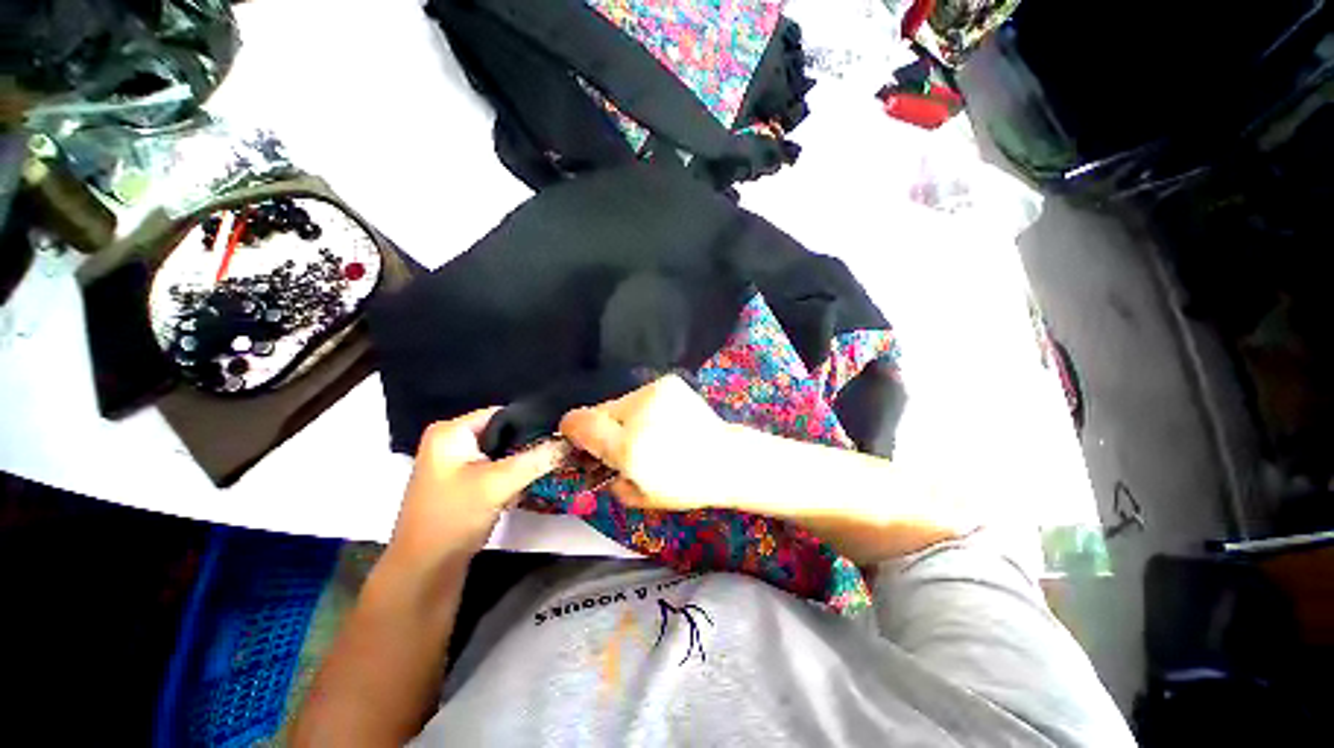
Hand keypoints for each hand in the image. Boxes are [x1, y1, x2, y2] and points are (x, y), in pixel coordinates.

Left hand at [388, 408, 567, 569]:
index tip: (562, 434)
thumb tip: (571, 441)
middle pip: (503, 432)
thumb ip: (537, 459)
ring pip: (502, 452)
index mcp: (451, 431)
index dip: (533, 422)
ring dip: (522, 462)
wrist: (425, 570)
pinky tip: (527, 485)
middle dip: (530, 445)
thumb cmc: (454, 517)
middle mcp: (451, 441)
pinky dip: (511, 475)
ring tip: (550, 466)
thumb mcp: (499, 484)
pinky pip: (495, 468)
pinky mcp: (462, 482)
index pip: (503, 413)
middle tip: (560, 452)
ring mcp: (455, 463)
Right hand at [559, 375, 736, 511]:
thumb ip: (608, 479)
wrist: (726, 459)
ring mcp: (654, 393)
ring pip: (621, 402)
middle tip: (621, 442)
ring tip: (649, 431)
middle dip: (603, 427)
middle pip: (599, 411)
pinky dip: (645, 408)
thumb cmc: (685, 485)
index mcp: (627, 447)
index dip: (572, 430)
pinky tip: (663, 420)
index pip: (579, 423)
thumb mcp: (641, 496)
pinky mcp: (668, 383)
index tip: (576, 437)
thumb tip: (596, 462)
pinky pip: (642, 395)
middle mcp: (637, 413)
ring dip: (625, 417)